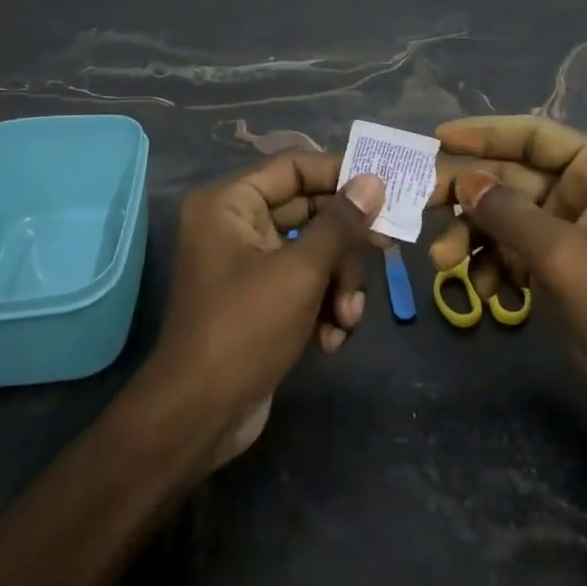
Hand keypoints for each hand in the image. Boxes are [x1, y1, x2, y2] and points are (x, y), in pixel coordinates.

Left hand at [148, 156, 384, 466]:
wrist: (200, 418)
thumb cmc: (245, 330)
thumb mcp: (300, 272)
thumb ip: (340, 223)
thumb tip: (373, 180)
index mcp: (231, 204)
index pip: (295, 167)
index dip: (340, 173)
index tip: (384, 185)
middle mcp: (237, 226)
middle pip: (311, 212)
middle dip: (346, 247)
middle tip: (387, 252)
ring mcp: (250, 265)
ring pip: (316, 253)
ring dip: (340, 286)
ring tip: (346, 319)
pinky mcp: (263, 301)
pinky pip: (307, 285)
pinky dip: (324, 309)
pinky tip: (330, 341)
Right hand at [430, 117, 586, 454]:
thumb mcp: (560, 251)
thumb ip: (506, 211)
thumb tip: (463, 181)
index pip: (534, 136)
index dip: (485, 134)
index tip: (438, 138)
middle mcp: (584, 192)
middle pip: (512, 178)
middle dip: (469, 195)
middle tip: (422, 202)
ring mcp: (569, 232)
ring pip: (506, 218)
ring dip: (473, 237)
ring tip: (443, 262)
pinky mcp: (558, 269)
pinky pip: (512, 252)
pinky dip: (492, 267)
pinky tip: (483, 292)